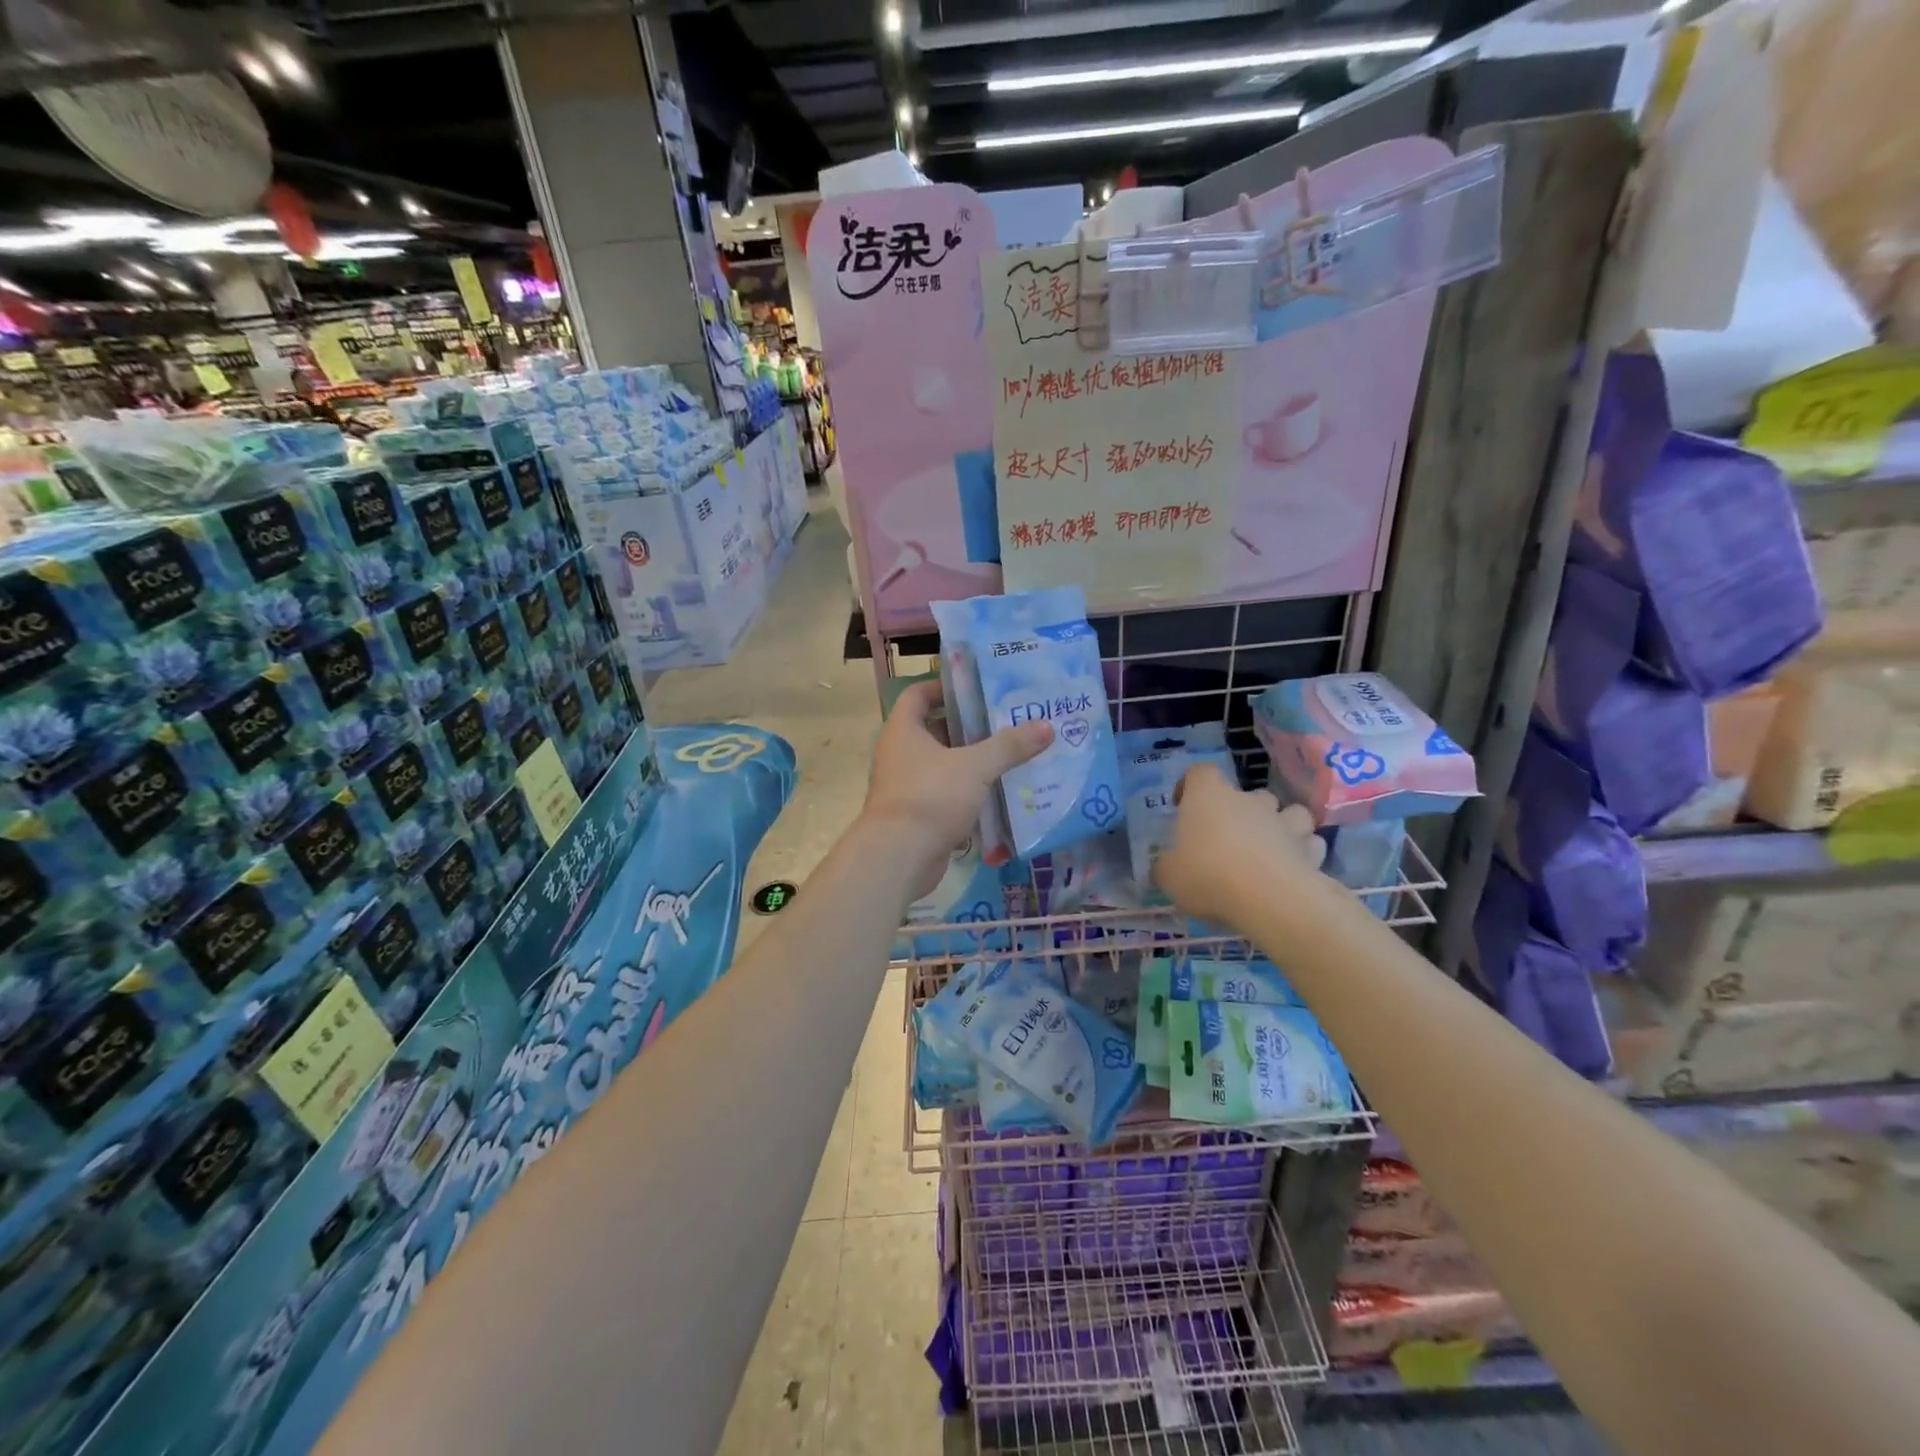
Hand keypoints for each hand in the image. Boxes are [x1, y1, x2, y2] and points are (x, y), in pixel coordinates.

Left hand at [862, 680, 1051, 895]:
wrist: (899, 856)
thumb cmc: (931, 797)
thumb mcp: (975, 767)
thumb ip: (1009, 746)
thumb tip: (1047, 727)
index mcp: (903, 731)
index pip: (917, 694)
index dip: (944, 688)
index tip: (976, 689)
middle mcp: (899, 754)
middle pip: (935, 731)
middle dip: (969, 728)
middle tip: (1006, 724)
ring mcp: (906, 787)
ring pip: (943, 766)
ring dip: (972, 764)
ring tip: (1010, 758)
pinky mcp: (917, 815)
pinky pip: (946, 796)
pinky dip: (968, 795)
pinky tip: (999, 796)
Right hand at [1154, 763, 1324, 929]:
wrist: (1270, 899)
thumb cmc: (1208, 875)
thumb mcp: (1169, 875)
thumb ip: (1166, 867)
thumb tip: (1164, 867)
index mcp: (1209, 797)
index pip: (1200, 772)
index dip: (1190, 785)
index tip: (1182, 805)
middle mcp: (1249, 802)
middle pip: (1249, 794)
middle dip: (1243, 811)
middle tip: (1229, 837)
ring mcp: (1284, 824)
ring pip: (1291, 813)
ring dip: (1282, 826)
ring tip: (1270, 848)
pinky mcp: (1311, 852)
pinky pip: (1310, 844)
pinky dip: (1303, 853)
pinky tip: (1292, 870)